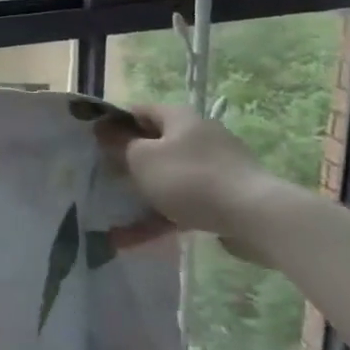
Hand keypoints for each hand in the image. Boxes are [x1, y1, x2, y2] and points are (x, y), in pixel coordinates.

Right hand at [95, 104, 278, 253]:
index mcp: (179, 118)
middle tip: (104, 178)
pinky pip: (185, 203)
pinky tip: (139, 238)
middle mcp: (199, 136)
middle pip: (156, 145)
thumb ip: (119, 144)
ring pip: (169, 178)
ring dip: (144, 195)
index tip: (94, 142)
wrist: (256, 216)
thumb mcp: (142, 159)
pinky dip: (163, 217)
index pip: (139, 111)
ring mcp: (216, 167)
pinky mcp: (226, 197)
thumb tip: (103, 130)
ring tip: (117, 216)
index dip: (114, 123)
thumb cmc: (190, 178)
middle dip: (129, 163)